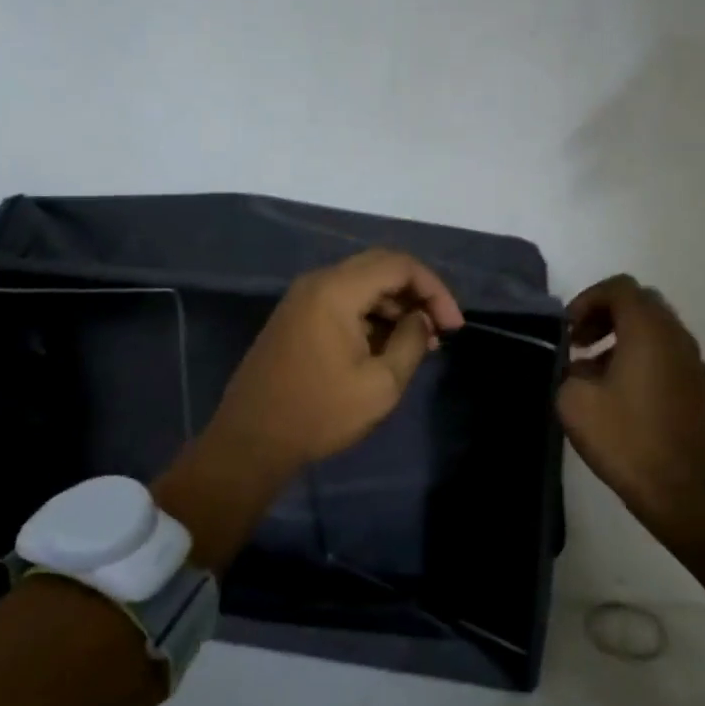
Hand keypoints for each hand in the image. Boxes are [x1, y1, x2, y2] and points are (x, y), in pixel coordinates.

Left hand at [205, 248, 464, 472]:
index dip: (434, 289)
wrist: (251, 440)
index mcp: (336, 290)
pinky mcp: (296, 317)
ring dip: (394, 306)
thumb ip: (411, 342)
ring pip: (361, 284)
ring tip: (421, 341)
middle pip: (380, 267)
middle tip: (441, 328)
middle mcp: (317, 282)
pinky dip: (370, 315)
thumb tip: (422, 319)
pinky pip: (342, 300)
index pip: (399, 265)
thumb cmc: (320, 412)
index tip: (453, 326)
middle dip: (416, 294)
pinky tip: (388, 345)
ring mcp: (302, 298)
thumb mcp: (381, 384)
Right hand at [557, 275, 704, 535]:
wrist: (679, 492)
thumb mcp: (574, 400)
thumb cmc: (624, 439)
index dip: (588, 299)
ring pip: (659, 331)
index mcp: (648, 332)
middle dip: (607, 315)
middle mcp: (678, 338)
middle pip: (642, 303)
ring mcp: (697, 365)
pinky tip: (628, 396)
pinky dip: (647, 360)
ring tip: (598, 372)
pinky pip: (672, 358)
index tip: (569, 330)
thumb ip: (569, 368)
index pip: (620, 287)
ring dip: (626, 339)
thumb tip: (578, 364)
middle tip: (580, 344)